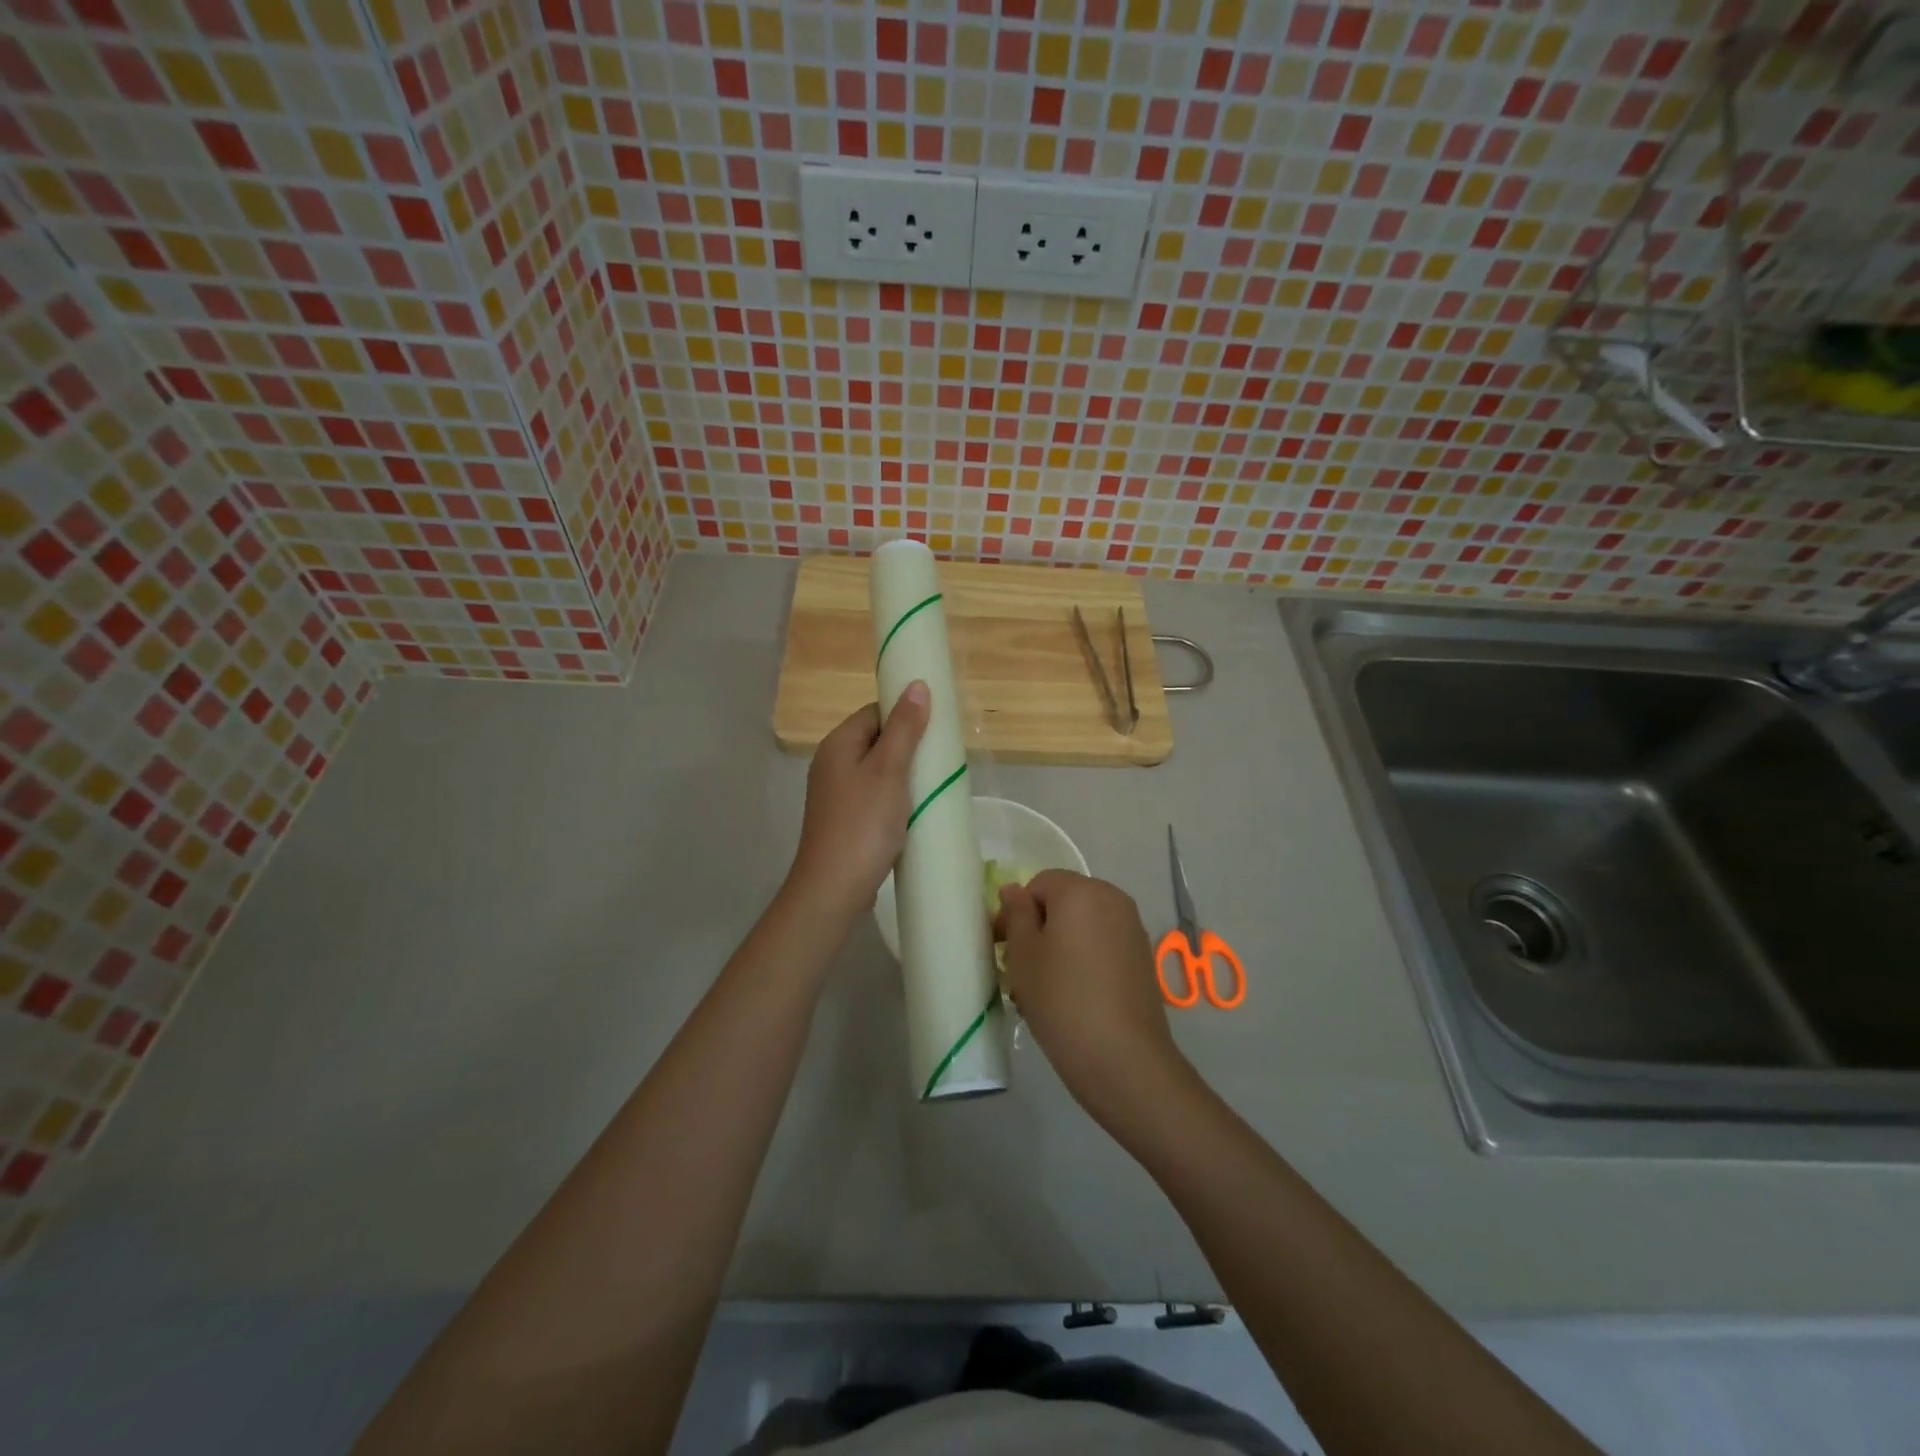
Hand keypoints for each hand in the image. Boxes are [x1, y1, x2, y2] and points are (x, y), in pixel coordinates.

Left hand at [788, 684, 930, 918]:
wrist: (834, 888)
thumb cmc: (863, 824)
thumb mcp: (889, 770)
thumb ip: (904, 728)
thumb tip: (917, 685)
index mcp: (838, 744)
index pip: (875, 712)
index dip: (904, 715)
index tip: (937, 728)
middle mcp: (832, 764)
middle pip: (876, 740)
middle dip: (909, 746)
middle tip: (941, 759)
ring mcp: (836, 795)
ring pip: (878, 771)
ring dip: (905, 775)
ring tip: (934, 785)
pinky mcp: (845, 820)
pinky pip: (875, 796)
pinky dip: (896, 798)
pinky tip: (915, 811)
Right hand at [995, 871, 1189, 1126]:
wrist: (1123, 1059)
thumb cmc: (1062, 1000)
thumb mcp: (1023, 956)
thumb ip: (1016, 915)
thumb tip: (1013, 890)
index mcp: (1081, 891)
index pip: (1039, 883)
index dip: (1017, 911)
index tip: (1003, 946)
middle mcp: (1112, 899)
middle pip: (1064, 902)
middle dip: (1040, 927)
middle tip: (1021, 968)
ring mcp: (1132, 928)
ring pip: (1083, 925)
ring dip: (1061, 945)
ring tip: (1045, 988)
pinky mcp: (1142, 957)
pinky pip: (1103, 944)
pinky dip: (1084, 958)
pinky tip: (1073, 996)